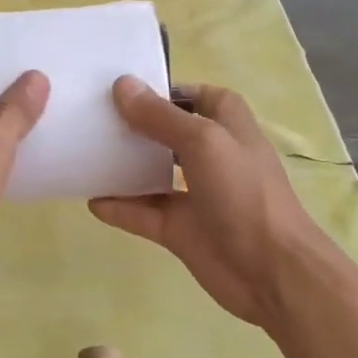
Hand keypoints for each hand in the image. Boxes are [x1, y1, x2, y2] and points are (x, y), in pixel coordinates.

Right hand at [89, 78, 339, 327]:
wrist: (272, 273)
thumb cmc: (244, 193)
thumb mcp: (203, 142)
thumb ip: (160, 116)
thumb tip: (122, 85)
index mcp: (228, 127)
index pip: (200, 97)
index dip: (171, 90)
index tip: (129, 87)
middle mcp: (211, 157)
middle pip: (169, 132)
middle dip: (137, 124)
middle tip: (95, 115)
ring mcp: (195, 195)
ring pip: (153, 173)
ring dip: (124, 165)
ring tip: (85, 151)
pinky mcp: (180, 229)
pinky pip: (143, 213)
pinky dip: (120, 208)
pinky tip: (91, 200)